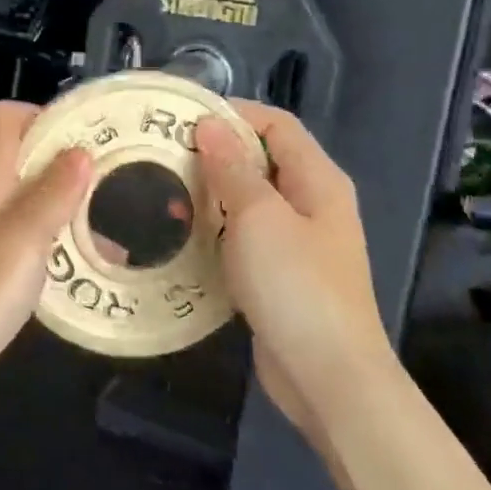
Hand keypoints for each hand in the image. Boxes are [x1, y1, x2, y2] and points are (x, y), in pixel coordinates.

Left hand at [0, 103, 88, 409]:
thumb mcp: (23, 239)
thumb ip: (52, 192)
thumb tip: (80, 150)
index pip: (8, 117)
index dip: (47, 117)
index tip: (89, 137)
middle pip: (17, 155)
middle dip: (63, 162)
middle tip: (108, 183)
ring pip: (18, 196)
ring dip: (57, 203)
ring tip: (102, 227)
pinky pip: (12, 231)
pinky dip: (42, 235)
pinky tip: (70, 264)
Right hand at [193, 103, 390, 437]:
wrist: (328, 375)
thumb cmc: (295, 285)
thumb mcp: (259, 217)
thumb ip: (233, 169)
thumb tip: (210, 125)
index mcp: (317, 180)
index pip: (277, 124)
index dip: (233, 114)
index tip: (182, 119)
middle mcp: (312, 203)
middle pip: (262, 160)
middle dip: (215, 154)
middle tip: (163, 156)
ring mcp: (298, 242)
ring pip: (249, 201)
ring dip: (211, 194)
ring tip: (164, 194)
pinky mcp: (281, 275)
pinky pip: (245, 237)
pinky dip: (217, 230)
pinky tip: (184, 237)